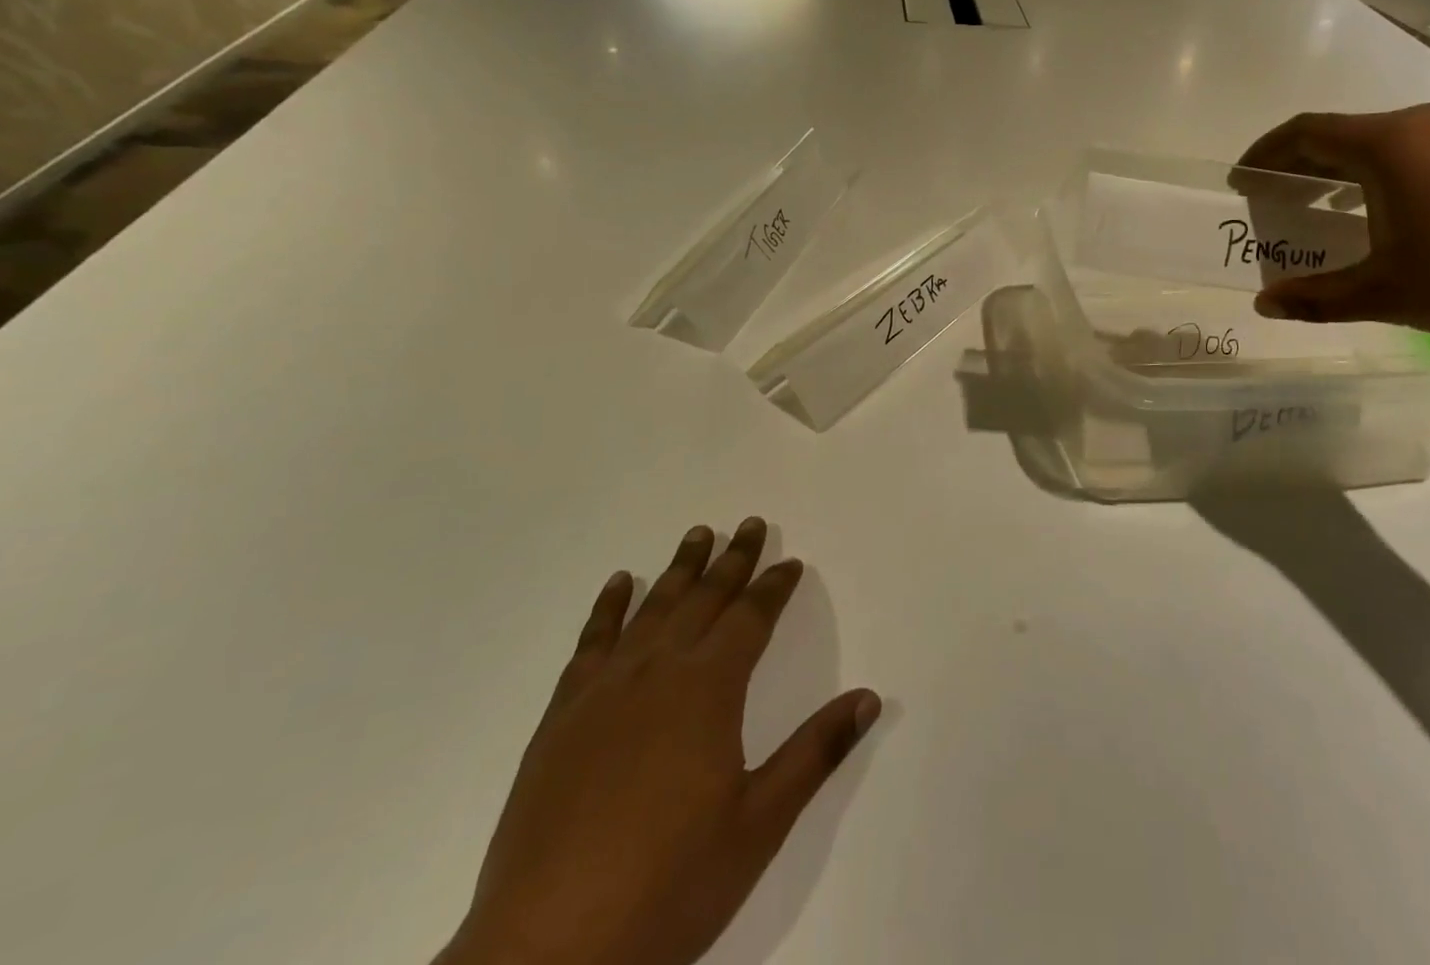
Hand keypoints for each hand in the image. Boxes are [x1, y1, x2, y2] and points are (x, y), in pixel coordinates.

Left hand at [438, 519, 880, 964]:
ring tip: (698, 534)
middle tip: (749, 523)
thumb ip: (814, 753)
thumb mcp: (758, 825)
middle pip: (704, 598)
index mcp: (708, 690)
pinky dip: (609, 606)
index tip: (790, 562)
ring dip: (679, 569)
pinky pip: (592, 641)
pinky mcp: (562, 715)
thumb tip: (869, 698)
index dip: (774, 587)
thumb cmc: (667, 886)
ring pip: (652, 608)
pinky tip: (620, 583)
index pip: (751, 618)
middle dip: (732, 560)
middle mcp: (658, 671)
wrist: (545, 951)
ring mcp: (605, 690)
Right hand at [1235, 104, 1429, 336]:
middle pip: (1336, 134)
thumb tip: (1264, 306)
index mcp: (1386, 144)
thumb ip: (1316, 297)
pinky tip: (1370, 212)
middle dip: (1294, 165)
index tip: (1241, 182)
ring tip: (1311, 207)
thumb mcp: (1384, 292)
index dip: (1264, 155)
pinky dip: (1370, 174)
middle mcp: (1417, 126)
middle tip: (1268, 200)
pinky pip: (1405, 152)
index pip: (1304, 132)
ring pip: (1372, 143)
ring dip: (1333, 170)